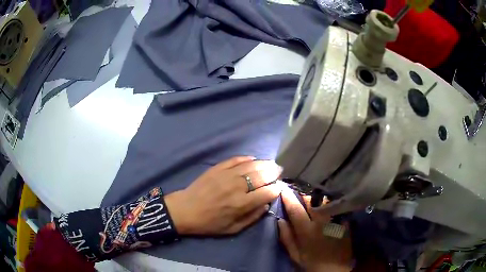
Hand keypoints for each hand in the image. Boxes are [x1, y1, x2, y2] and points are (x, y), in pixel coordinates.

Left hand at [165, 156, 282, 234]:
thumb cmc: (209, 223)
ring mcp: (226, 175)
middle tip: (278, 172)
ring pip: (251, 165)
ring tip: (271, 164)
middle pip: (262, 175)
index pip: (267, 192)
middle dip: (273, 173)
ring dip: (264, 164)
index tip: (279, 188)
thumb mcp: (233, 229)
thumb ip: (252, 217)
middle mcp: (236, 187)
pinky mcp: (217, 168)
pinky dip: (247, 158)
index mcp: (241, 204)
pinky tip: (253, 159)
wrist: (185, 210)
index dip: (277, 189)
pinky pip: (235, 159)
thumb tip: (266, 205)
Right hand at [278, 187, 352, 271]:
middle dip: (303, 195)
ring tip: (313, 199)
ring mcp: (335, 219)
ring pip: (325, 201)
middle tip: (298, 195)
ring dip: (317, 198)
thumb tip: (280, 220)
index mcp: (307, 230)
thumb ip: (287, 238)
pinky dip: (328, 204)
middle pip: (312, 200)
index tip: (282, 188)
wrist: (336, 269)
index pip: (295, 209)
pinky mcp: (344, 220)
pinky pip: (335, 207)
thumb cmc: (312, 263)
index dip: (288, 197)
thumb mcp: (295, 255)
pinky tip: (326, 207)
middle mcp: (322, 221)